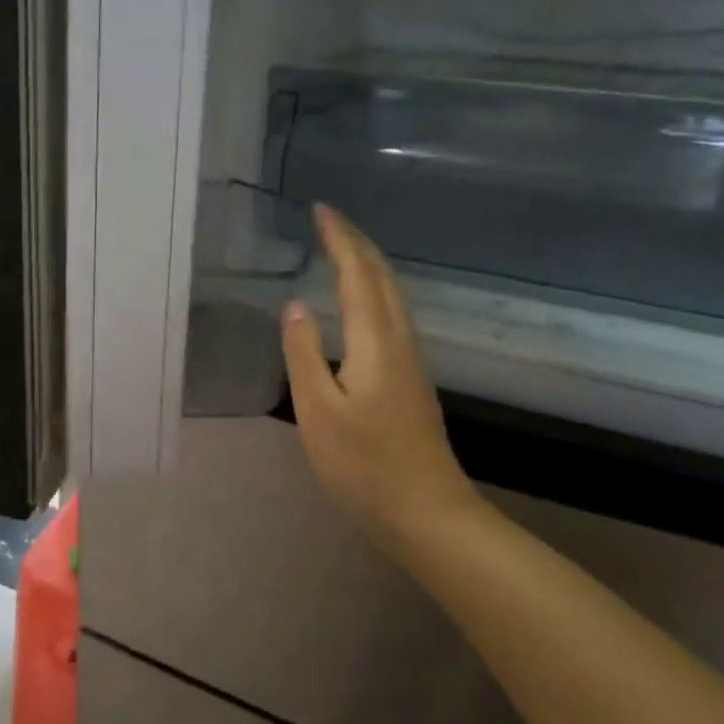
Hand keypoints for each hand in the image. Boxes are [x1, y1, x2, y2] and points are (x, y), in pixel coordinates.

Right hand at [281, 205, 483, 549]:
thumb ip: (305, 354)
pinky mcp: (411, 380)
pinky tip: (362, 304)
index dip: (340, 239)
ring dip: (368, 265)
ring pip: (391, 296)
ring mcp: (411, 362)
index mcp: (376, 342)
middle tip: (329, 220)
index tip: (321, 210)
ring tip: (342, 250)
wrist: (428, 513)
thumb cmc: (365, 466)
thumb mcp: (319, 411)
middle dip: (357, 243)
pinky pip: (392, 316)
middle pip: (382, 278)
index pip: (357, 275)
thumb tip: (295, 305)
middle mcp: (399, 341)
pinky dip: (373, 292)